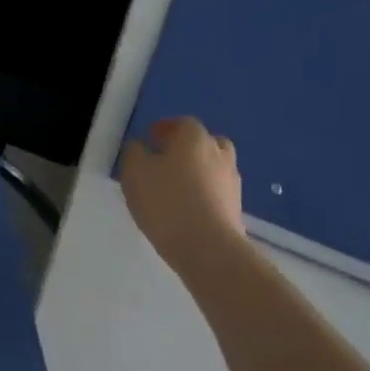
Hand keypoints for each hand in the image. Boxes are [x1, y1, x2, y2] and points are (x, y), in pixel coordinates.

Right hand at [119, 117, 244, 273]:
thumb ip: (134, 153)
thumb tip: (140, 146)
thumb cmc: (166, 201)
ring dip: (196, 171)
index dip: (164, 129)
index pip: (181, 123)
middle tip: (165, 161)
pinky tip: (187, 208)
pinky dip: (203, 193)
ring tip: (174, 188)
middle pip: (203, 142)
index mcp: (194, 137)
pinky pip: (216, 191)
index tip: (150, 139)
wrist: (207, 247)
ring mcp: (231, 180)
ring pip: (212, 167)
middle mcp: (219, 152)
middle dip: (185, 148)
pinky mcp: (236, 207)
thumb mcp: (134, 172)